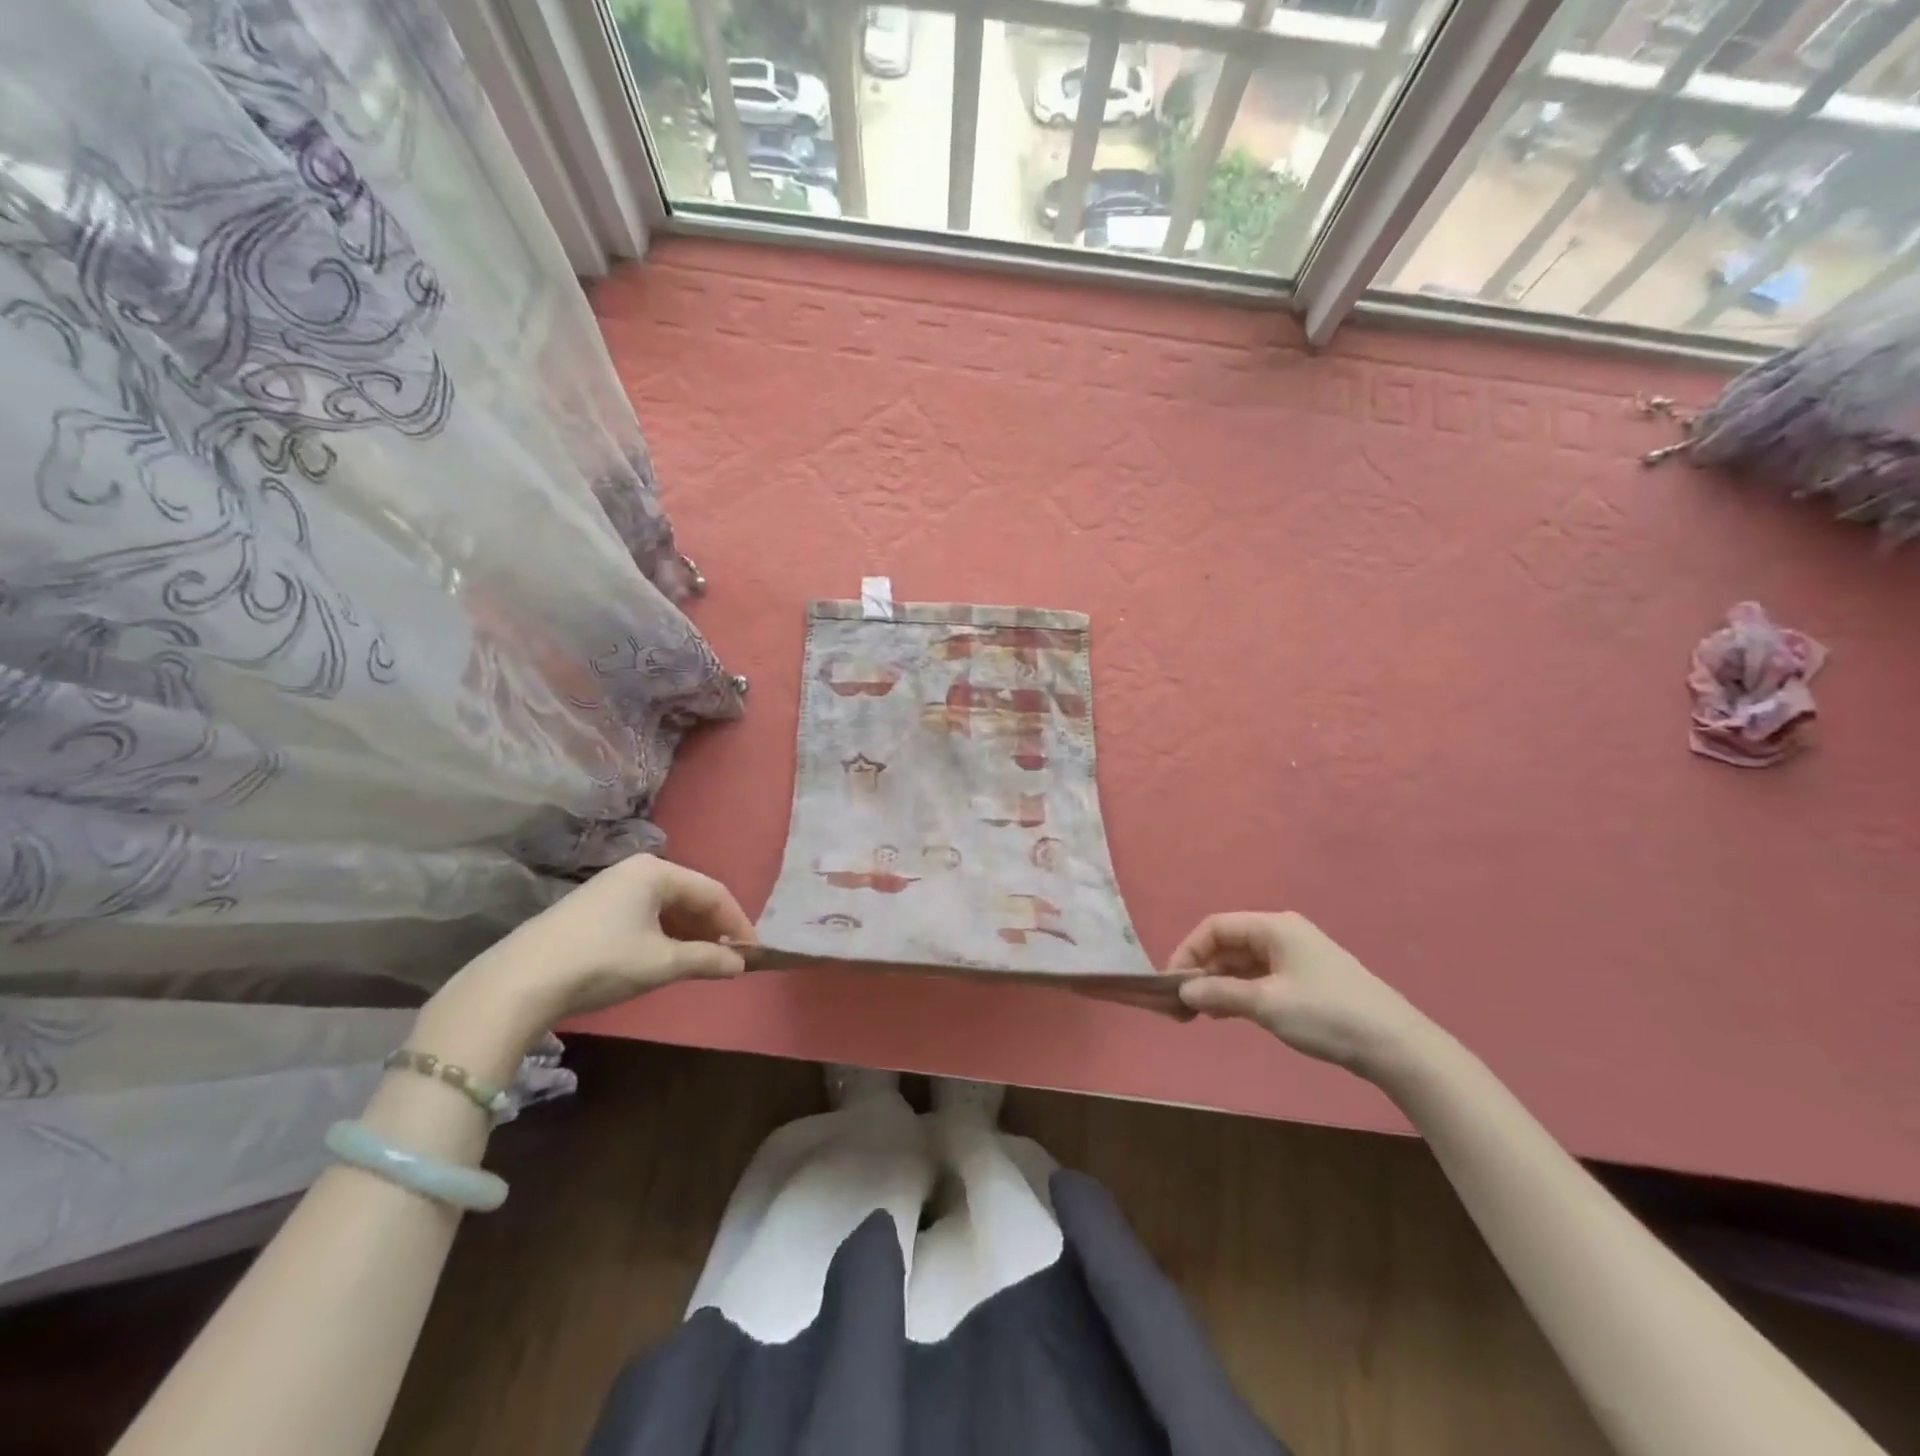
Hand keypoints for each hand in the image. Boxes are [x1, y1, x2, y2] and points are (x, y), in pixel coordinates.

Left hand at [453, 855, 755, 1027]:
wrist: (519, 982)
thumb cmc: (602, 961)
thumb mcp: (661, 962)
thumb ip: (707, 959)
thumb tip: (741, 964)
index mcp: (656, 871)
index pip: (713, 892)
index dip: (737, 922)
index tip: (753, 953)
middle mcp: (636, 870)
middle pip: (690, 896)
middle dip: (714, 928)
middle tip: (731, 959)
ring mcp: (611, 888)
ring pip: (667, 907)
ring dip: (690, 934)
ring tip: (705, 962)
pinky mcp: (593, 909)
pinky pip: (645, 916)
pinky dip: (665, 936)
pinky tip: (668, 958)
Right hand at [1166, 912, 1431, 1076]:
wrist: (1395, 1046)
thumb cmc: (1327, 1014)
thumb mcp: (1267, 1004)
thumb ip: (1220, 993)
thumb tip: (1183, 991)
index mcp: (1274, 927)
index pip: (1215, 928)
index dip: (1188, 952)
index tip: (1172, 983)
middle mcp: (1283, 934)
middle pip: (1228, 944)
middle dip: (1202, 970)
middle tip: (1183, 1004)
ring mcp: (1297, 957)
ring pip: (1243, 963)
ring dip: (1219, 984)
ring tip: (1201, 1014)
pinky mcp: (1307, 980)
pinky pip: (1260, 978)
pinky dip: (1239, 992)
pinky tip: (1228, 1014)